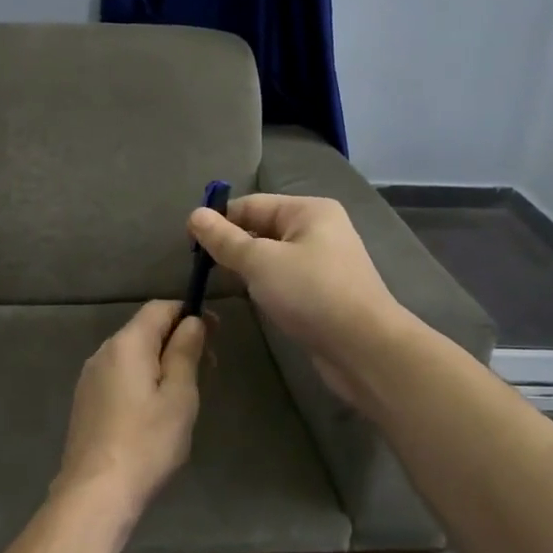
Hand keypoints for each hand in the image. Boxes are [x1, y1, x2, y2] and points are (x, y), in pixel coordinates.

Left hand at [55, 301, 206, 527]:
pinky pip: (119, 376)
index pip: (160, 308)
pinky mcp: (86, 401)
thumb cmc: (147, 442)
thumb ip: (185, 352)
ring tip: (185, 393)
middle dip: (177, 340)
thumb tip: (191, 321)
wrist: (96, 491)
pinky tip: (155, 411)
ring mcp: (90, 377)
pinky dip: (142, 380)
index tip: (216, 333)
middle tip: (209, 368)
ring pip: (132, 355)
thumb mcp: (179, 396)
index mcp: (127, 344)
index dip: (189, 313)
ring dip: (161, 362)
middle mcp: (103, 352)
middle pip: (144, 330)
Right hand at [187, 195, 403, 406]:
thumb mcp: (260, 262)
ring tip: (218, 282)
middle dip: (232, 245)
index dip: (219, 220)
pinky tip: (249, 299)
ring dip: (247, 267)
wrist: (364, 348)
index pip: (251, 204)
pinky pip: (285, 279)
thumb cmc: (311, 293)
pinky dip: (264, 286)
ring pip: (272, 257)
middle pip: (262, 229)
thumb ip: (225, 239)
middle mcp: (319, 230)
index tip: (188, 243)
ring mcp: (324, 263)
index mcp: (308, 210)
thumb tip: (194, 215)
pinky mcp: (323, 293)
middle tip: (200, 267)